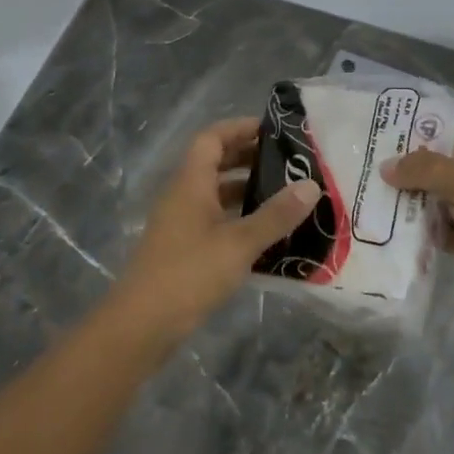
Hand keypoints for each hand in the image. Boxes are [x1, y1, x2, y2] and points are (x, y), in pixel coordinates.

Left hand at [112, 117, 320, 343]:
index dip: (240, 128)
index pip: (212, 138)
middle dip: (249, 157)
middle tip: (288, 162)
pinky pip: (215, 220)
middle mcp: (183, 196)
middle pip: (214, 163)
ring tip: (285, 194)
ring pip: (216, 193)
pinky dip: (240, 218)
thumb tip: (311, 185)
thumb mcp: (239, 243)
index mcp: (190, 183)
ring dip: (246, 190)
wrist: (142, 325)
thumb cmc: (189, 273)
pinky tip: (267, 233)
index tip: (274, 130)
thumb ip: (276, 215)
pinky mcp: (184, 249)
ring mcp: (181, 224)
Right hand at [383, 117, 453, 348]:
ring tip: (377, 191)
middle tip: (378, 161)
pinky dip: (424, 228)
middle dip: (417, 163)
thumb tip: (388, 166)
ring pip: (444, 196)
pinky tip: (394, 225)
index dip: (434, 125)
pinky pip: (445, 228)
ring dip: (416, 197)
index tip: (396, 129)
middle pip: (451, 162)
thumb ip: (425, 169)